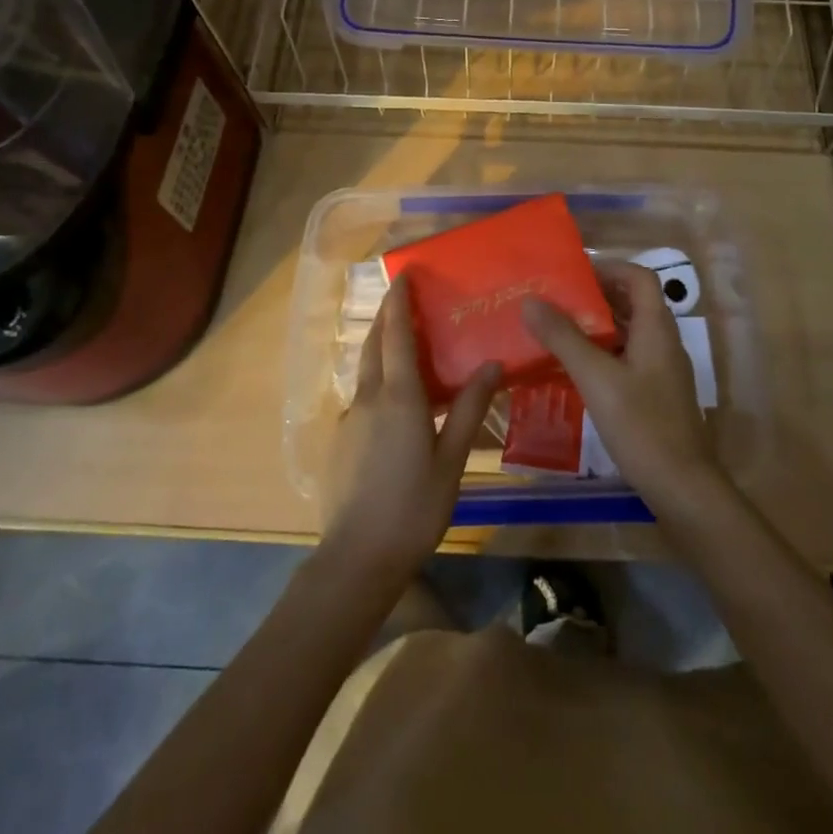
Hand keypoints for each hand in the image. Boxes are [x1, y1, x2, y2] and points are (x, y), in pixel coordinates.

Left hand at [322, 277, 501, 584]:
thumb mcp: (451, 459)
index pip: (396, 334)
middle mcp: (368, 398)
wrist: (357, 558)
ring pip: (365, 371)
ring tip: (405, 345)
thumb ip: (470, 409)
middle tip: (403, 297)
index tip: (403, 274)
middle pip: (374, 345)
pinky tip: (395, 402)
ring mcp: (349, 419)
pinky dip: (377, 382)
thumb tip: (492, 365)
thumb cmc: (413, 507)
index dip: (399, 302)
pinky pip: (362, 397)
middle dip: (386, 316)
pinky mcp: (340, 441)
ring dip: (381, 348)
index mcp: (398, 397)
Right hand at [521, 261, 721, 512]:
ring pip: (629, 332)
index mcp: (656, 328)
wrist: (682, 487)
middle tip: (557, 300)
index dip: (609, 268)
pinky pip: (628, 358)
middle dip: (596, 296)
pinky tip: (575, 369)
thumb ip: (563, 338)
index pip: (640, 277)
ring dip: (597, 326)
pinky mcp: (656, 394)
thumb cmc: (641, 426)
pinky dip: (603, 353)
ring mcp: (662, 370)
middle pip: (633, 303)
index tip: (573, 273)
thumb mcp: (596, 378)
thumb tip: (531, 301)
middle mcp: (664, 342)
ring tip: (558, 329)